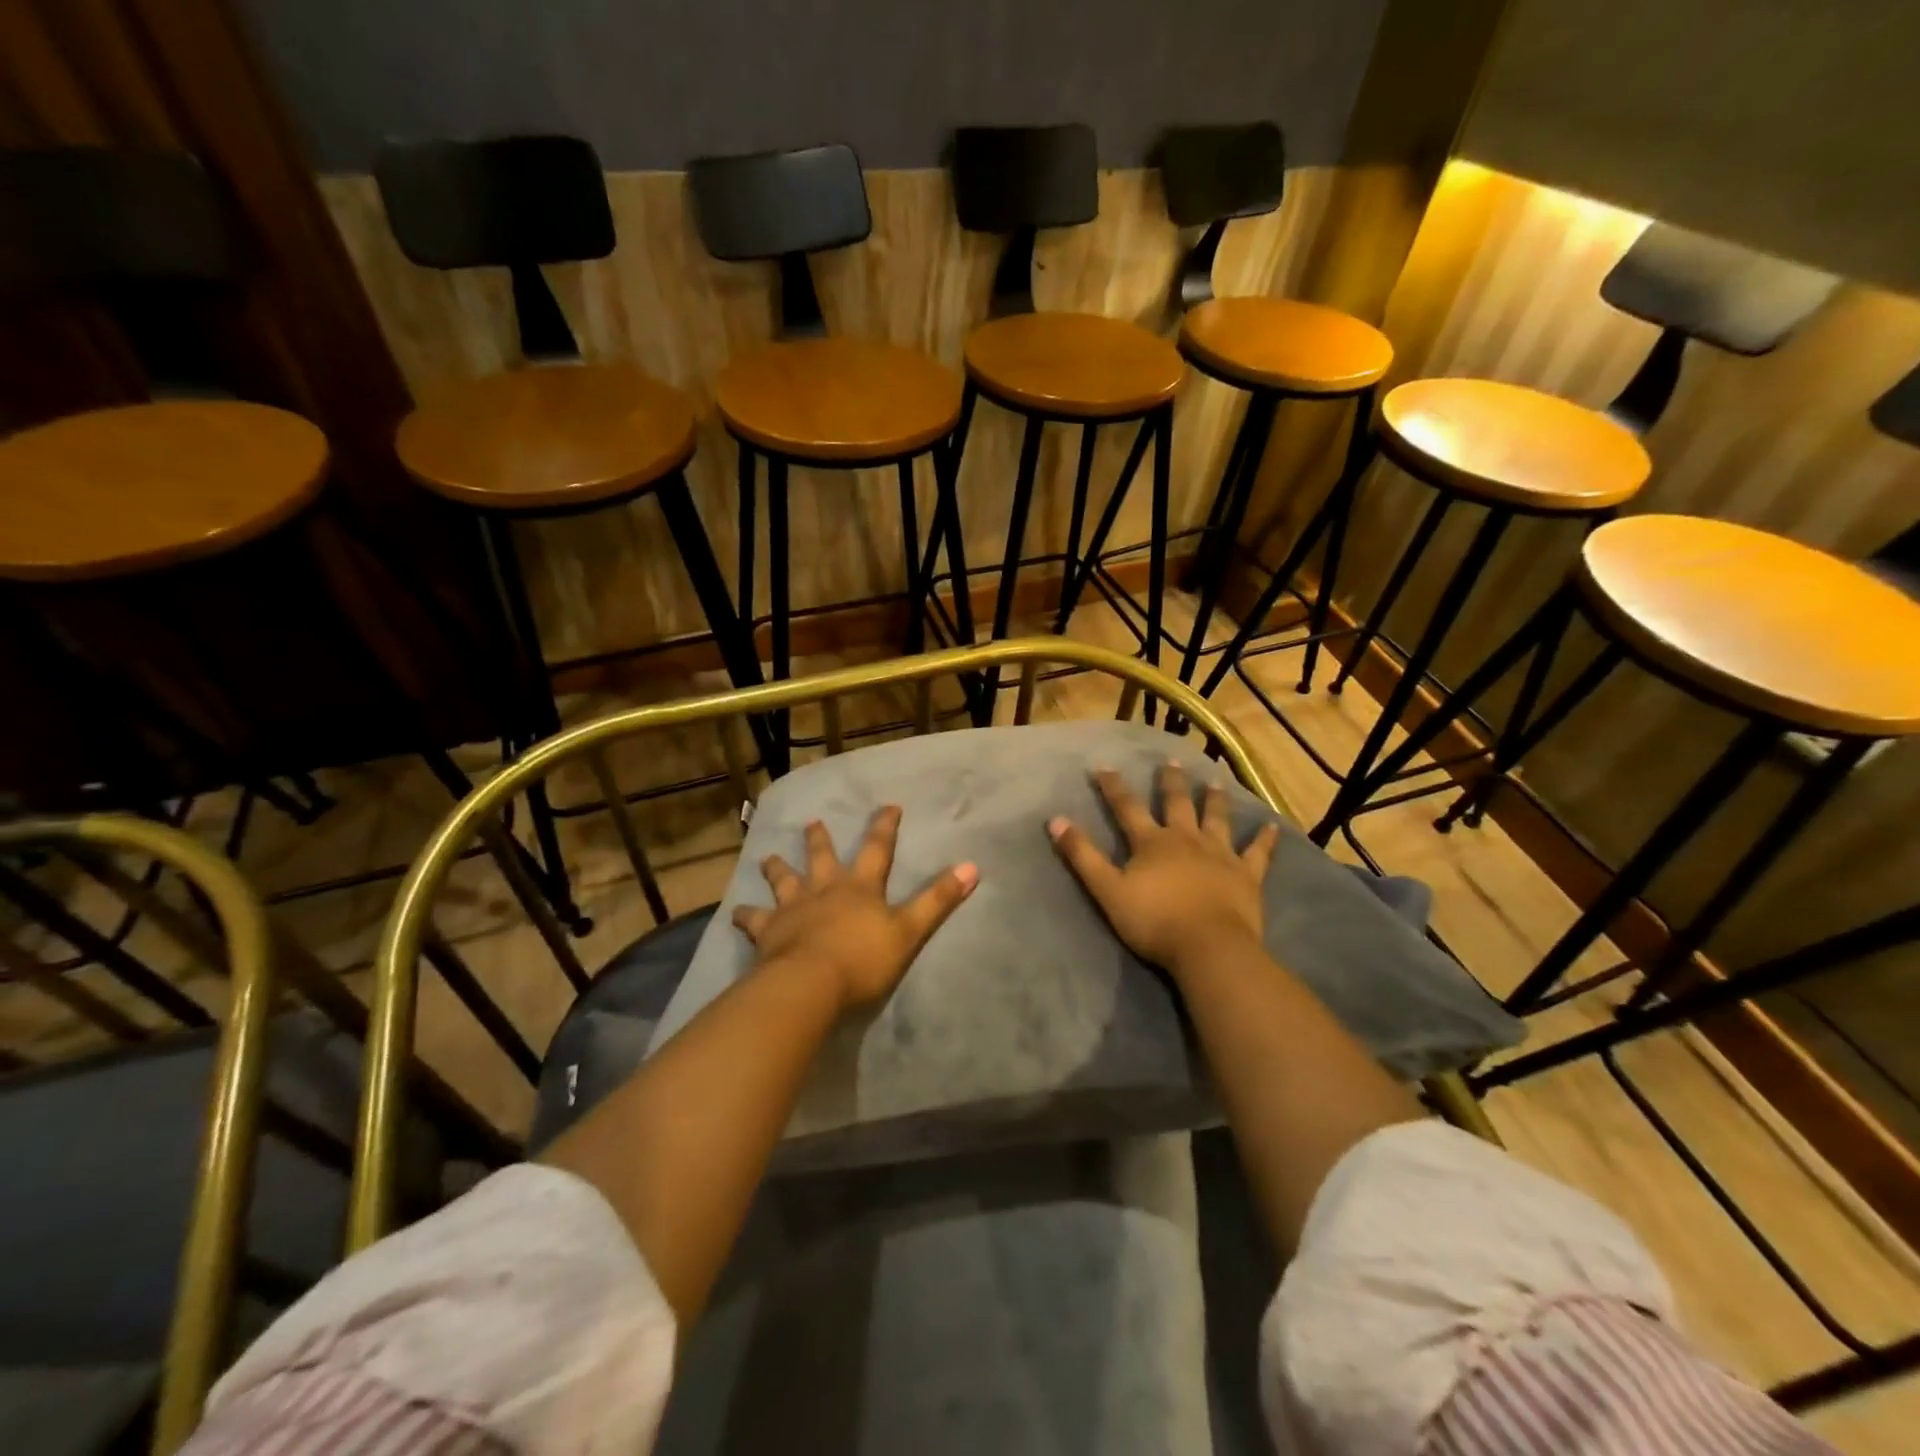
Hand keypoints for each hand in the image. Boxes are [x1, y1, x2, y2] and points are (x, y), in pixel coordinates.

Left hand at [732, 805, 977, 1012]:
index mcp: (860, 887)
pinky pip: (753, 921)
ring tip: (768, 857)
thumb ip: (938, 899)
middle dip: (819, 840)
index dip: (884, 827)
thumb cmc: (863, 958)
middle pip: (822, 858)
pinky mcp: (768, 932)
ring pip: (784, 880)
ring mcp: (793, 909)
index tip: (888, 805)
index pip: (877, 849)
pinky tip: (735, 913)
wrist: (810, 983)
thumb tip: (973, 866)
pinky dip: (745, 917)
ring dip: (777, 868)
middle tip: (812, 822)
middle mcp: (824, 889)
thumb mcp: (909, 930)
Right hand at [1048, 763, 1279, 979]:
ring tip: (1215, 781)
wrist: (1208, 947)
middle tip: (1172, 762)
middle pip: (1177, 804)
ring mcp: (1219, 855)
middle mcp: (1186, 839)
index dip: (1113, 787)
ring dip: (1214, 799)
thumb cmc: (1154, 921)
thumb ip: (1082, 856)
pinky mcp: (1246, 875)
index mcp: (1152, 843)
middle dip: (1171, 782)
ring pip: (1217, 819)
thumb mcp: (1107, 890)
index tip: (1103, 766)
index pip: (1127, 808)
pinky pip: (1257, 853)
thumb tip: (1055, 820)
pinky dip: (1264, 839)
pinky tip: (1271, 826)